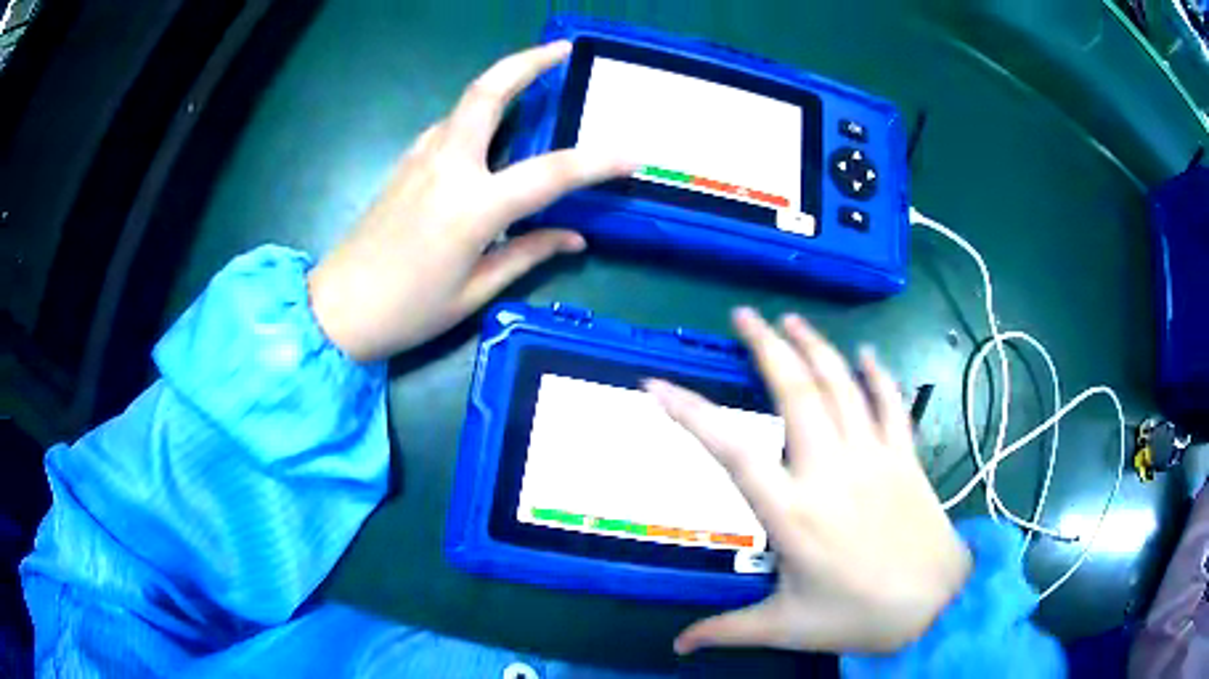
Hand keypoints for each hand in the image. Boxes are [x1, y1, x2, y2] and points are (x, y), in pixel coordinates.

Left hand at [307, 42, 632, 361]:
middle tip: (561, 49)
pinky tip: (489, 132)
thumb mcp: (474, 292)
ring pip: (466, 104)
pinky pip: (449, 127)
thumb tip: (573, 238)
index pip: (550, 172)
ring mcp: (420, 160)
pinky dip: (476, 115)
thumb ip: (526, 254)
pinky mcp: (404, 165)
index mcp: (472, 206)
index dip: (598, 162)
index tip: (633, 154)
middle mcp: (447, 167)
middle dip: (527, 62)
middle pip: (488, 92)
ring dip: (501, 84)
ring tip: (534, 84)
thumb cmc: (407, 310)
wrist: (335, 310)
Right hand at [645, 309, 970, 654]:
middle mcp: (830, 472)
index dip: (692, 414)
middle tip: (743, 315)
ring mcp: (873, 457)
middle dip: (766, 346)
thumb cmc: (858, 617)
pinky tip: (866, 354)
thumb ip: (727, 630)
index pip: (732, 452)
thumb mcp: (786, 627)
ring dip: (815, 347)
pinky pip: (890, 404)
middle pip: (795, 393)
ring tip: (791, 320)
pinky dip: (877, 375)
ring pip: (841, 386)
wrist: (935, 604)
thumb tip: (678, 646)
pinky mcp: (904, 457)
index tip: (658, 385)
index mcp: (793, 514)